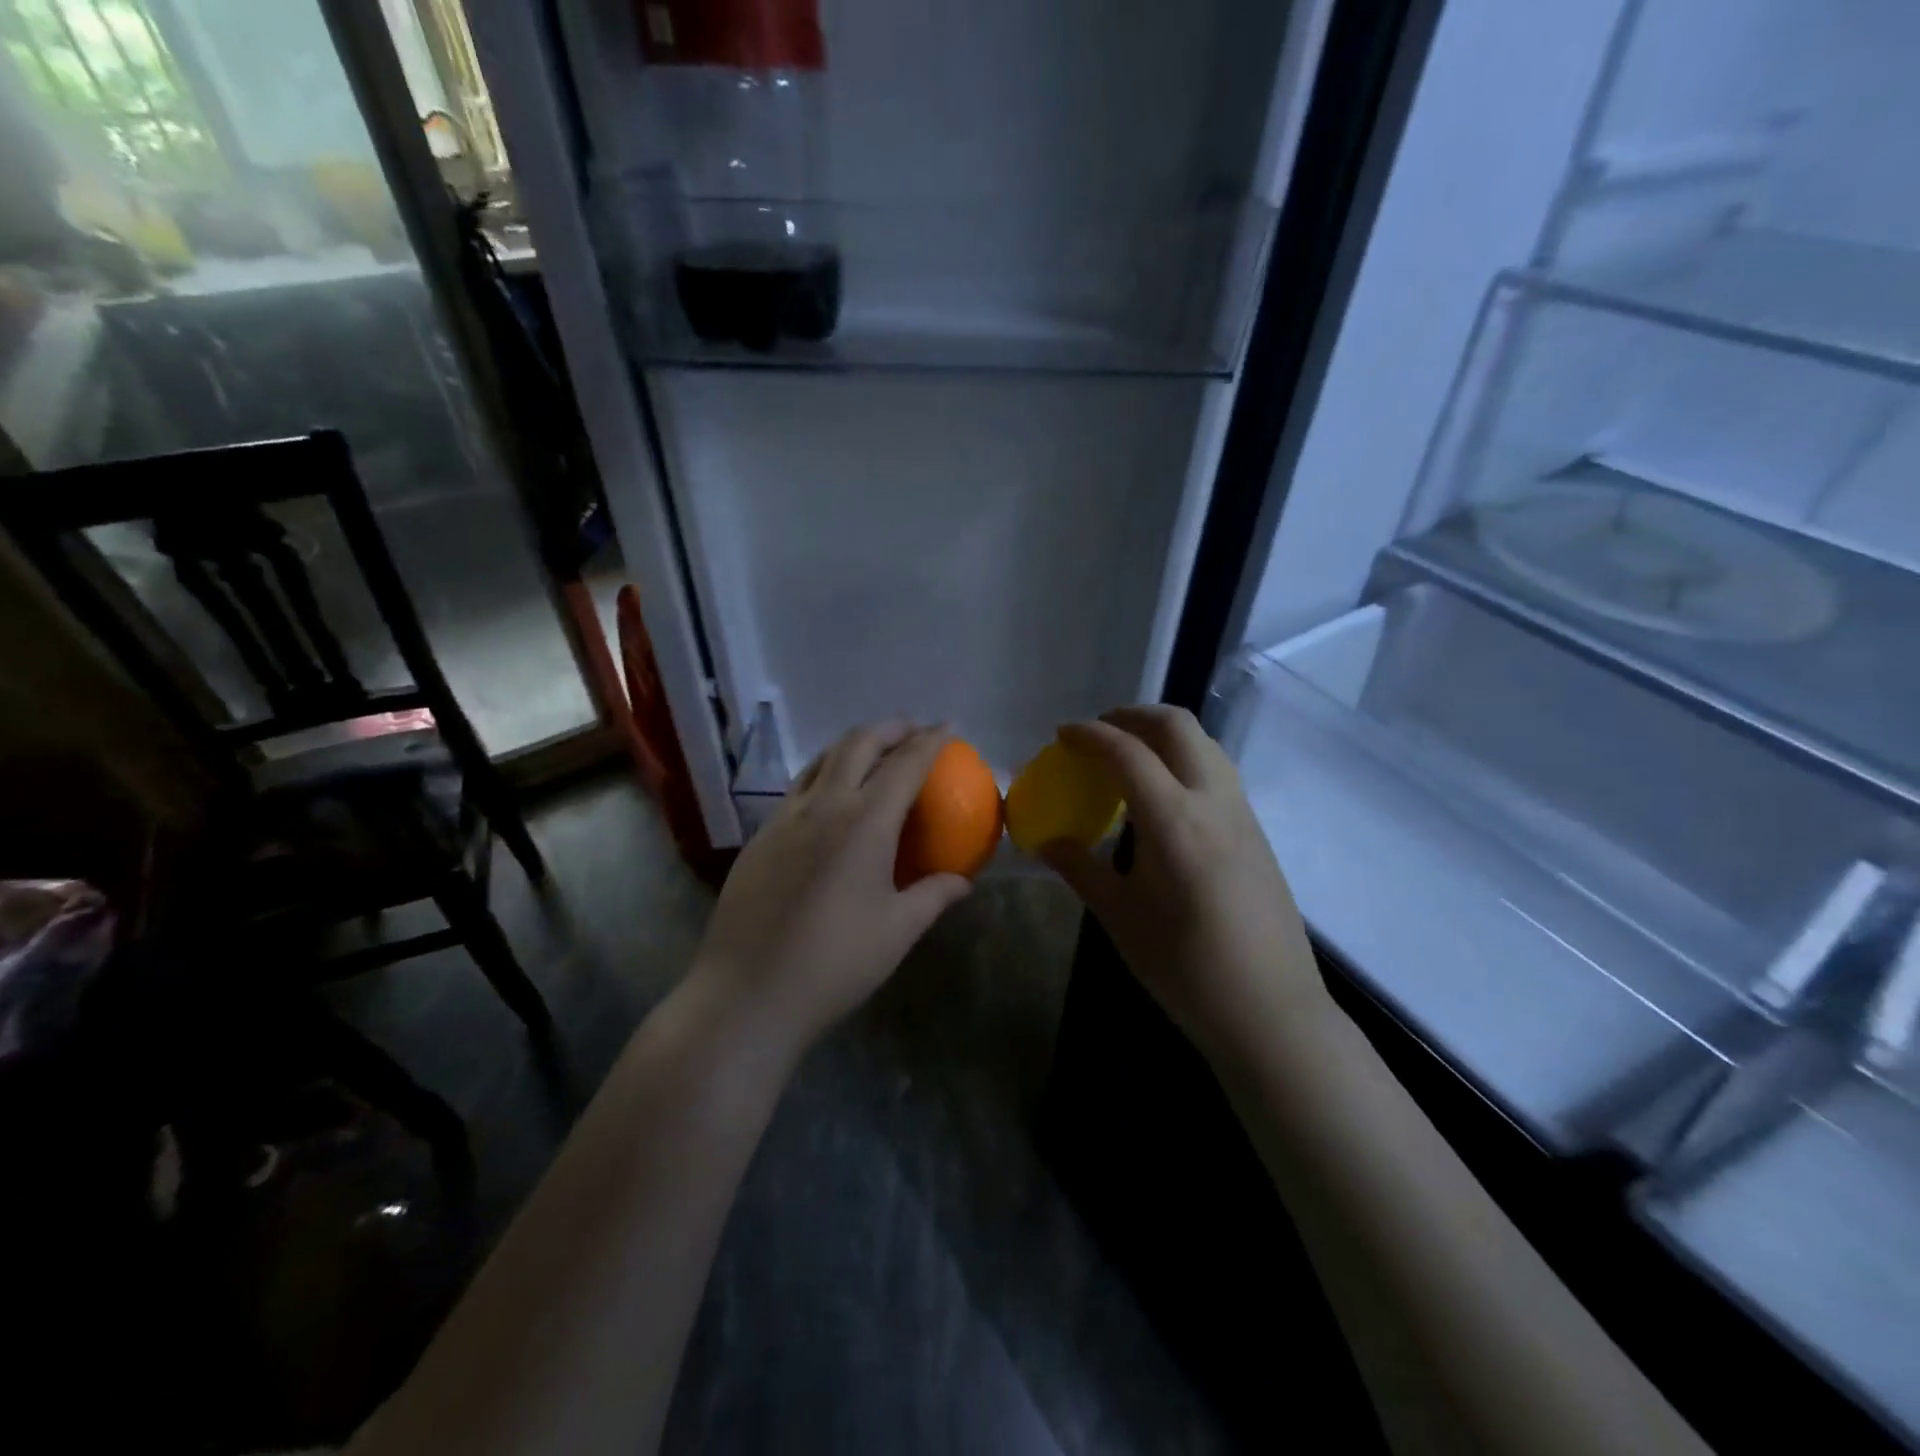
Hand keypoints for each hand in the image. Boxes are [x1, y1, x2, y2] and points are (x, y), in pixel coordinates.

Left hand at [693, 721, 972, 1047]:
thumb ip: (934, 896)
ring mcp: (784, 818)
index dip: (930, 740)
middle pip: (858, 744)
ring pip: (821, 759)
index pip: (904, 764)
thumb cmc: (834, 963)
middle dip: (890, 728)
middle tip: (913, 730)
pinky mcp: (759, 836)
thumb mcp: (897, 931)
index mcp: (864, 822)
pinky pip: (798, 788)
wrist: (748, 993)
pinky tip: (831, 800)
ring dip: (853, 745)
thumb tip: (963, 881)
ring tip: (874, 752)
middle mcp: (822, 806)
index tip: (948, 727)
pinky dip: (825, 774)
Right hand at [1040, 706, 1327, 1064]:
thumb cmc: (1185, 968)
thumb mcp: (1120, 917)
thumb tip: (1044, 841)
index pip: (1127, 752)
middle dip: (1132, 715)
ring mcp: (1242, 813)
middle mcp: (1213, 801)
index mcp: (1174, 820)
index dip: (1090, 735)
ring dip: (1162, 733)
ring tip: (1128, 755)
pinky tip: (1163, 795)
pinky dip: (1184, 758)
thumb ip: (1081, 868)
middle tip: (1097, 732)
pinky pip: (1217, 770)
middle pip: (1176, 726)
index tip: (1062, 734)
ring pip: (1204, 743)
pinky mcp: (1256, 831)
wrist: (1270, 1011)